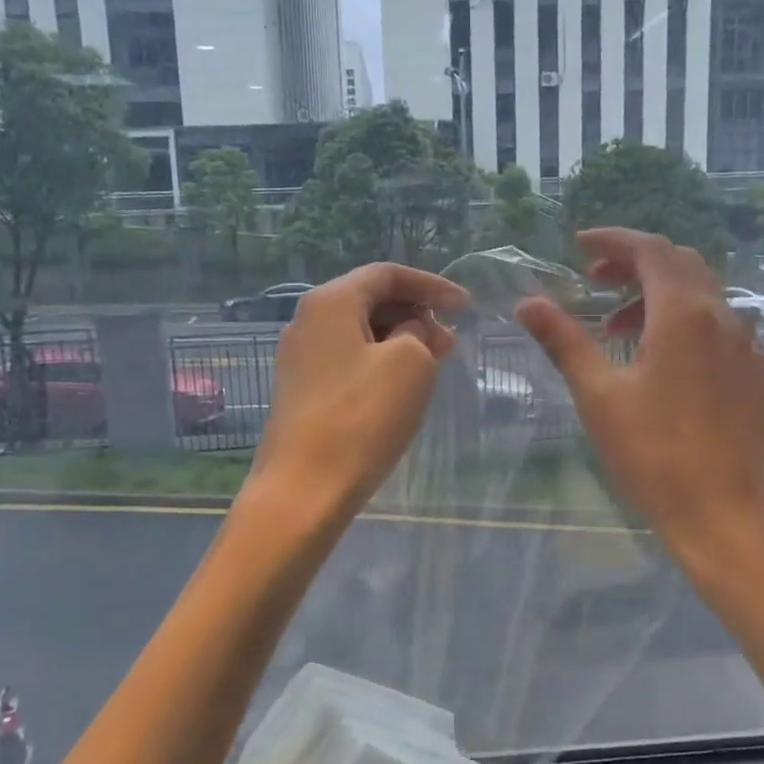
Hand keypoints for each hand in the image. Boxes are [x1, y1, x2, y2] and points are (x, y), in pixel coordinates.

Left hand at [251, 262, 469, 516]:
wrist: (304, 489)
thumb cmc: (362, 417)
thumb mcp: (410, 363)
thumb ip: (418, 332)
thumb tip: (408, 333)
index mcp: (330, 302)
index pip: (387, 274)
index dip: (431, 285)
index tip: (465, 307)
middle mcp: (306, 321)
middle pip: (370, 300)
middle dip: (416, 314)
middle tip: (450, 344)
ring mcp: (299, 359)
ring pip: (360, 334)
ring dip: (400, 341)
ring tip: (433, 366)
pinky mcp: (301, 392)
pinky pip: (348, 361)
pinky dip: (380, 363)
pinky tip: (401, 388)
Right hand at [516, 228, 763, 569]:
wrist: (724, 513)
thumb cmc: (653, 453)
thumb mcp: (598, 394)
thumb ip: (564, 340)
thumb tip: (527, 303)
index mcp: (683, 314)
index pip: (650, 250)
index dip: (613, 240)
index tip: (579, 245)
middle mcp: (722, 317)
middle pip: (678, 264)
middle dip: (633, 263)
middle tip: (593, 279)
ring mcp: (745, 345)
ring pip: (699, 295)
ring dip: (655, 295)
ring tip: (615, 327)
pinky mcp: (753, 372)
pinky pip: (716, 325)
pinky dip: (681, 320)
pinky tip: (658, 358)